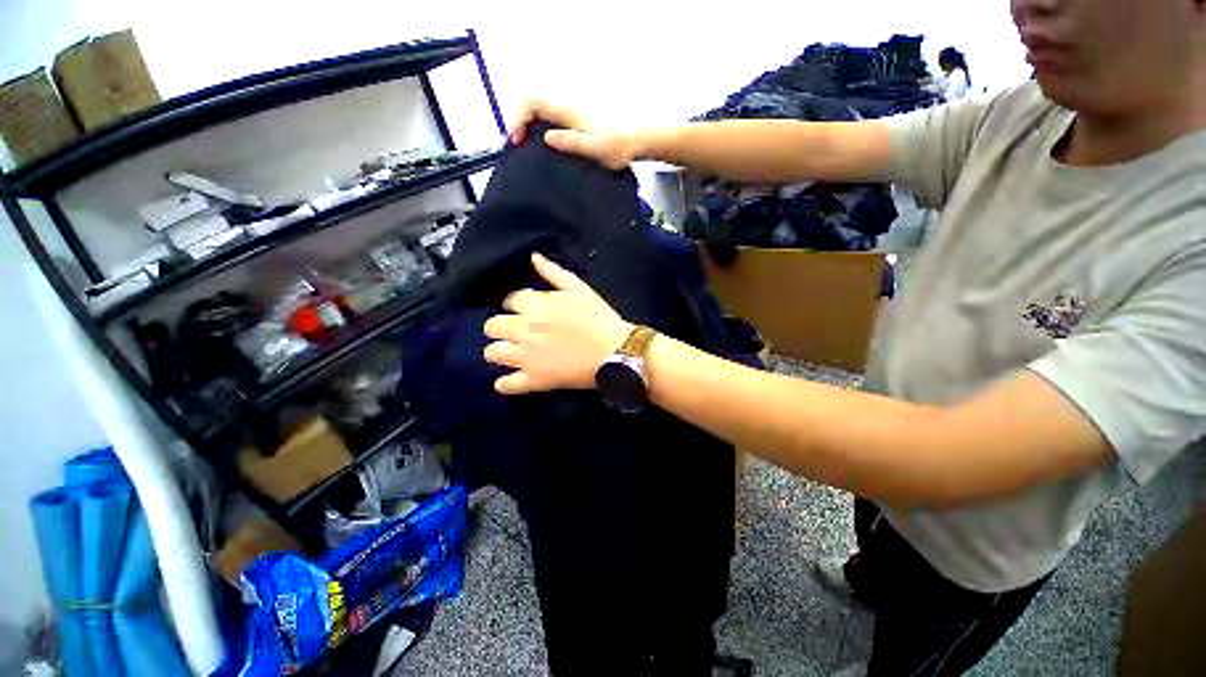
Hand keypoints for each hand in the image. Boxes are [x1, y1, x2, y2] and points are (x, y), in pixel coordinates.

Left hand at [484, 253, 633, 394]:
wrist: (616, 351)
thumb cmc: (600, 318)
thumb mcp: (580, 289)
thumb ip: (554, 273)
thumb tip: (534, 257)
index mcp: (534, 305)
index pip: (510, 301)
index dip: (516, 305)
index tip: (525, 311)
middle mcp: (524, 329)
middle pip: (492, 326)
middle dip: (501, 327)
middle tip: (516, 332)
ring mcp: (527, 356)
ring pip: (492, 353)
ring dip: (499, 352)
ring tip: (511, 354)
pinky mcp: (535, 379)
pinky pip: (507, 385)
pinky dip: (505, 384)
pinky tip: (508, 381)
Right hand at [510, 99, 638, 170]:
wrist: (640, 140)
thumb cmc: (620, 145)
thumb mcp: (594, 148)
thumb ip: (571, 142)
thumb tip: (547, 137)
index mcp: (569, 112)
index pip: (533, 102)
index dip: (519, 117)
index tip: (517, 140)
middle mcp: (569, 108)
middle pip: (535, 106)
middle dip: (521, 122)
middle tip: (519, 146)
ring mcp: (574, 114)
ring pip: (544, 113)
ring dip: (532, 127)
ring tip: (529, 149)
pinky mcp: (580, 122)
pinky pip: (554, 121)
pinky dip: (543, 130)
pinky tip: (548, 148)